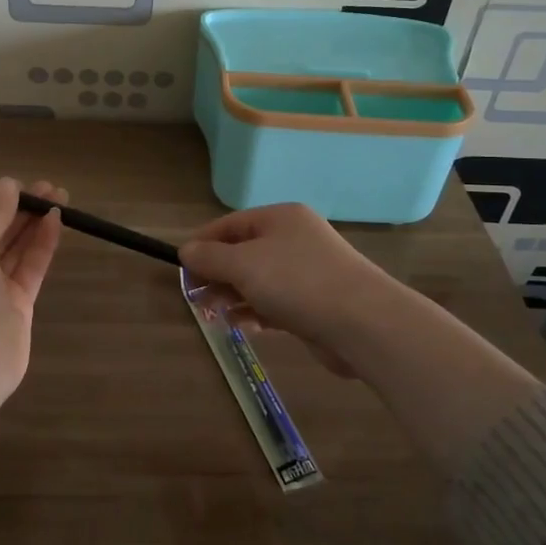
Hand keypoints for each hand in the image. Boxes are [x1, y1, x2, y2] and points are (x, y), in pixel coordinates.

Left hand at [0, 177, 65, 403]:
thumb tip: (6, 184)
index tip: (23, 184)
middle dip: (20, 209)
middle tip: (50, 188)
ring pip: (13, 249)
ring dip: (34, 224)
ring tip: (60, 197)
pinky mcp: (14, 307)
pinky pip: (28, 268)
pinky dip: (41, 246)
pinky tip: (56, 222)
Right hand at [179, 203, 407, 378]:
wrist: (363, 323)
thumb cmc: (297, 282)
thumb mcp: (244, 264)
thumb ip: (211, 257)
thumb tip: (186, 250)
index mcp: (279, 218)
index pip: (229, 224)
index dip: (202, 245)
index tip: (182, 270)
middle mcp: (294, 239)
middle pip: (242, 252)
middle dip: (217, 275)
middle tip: (196, 299)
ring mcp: (306, 272)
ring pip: (258, 280)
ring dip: (233, 296)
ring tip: (215, 316)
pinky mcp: (315, 303)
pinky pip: (275, 302)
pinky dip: (256, 312)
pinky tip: (243, 326)